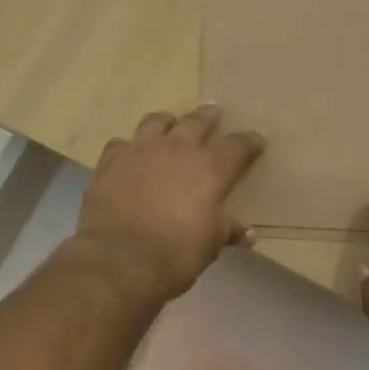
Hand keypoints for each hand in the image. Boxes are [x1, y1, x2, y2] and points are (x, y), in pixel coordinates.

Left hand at [74, 105, 264, 301]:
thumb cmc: (176, 253)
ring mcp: (141, 151)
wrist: (120, 258)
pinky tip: (128, 155)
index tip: (257, 139)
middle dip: (208, 116)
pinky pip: (120, 144)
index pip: (238, 146)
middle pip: (196, 122)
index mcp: (210, 168)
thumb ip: (228, 230)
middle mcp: (177, 149)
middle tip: (212, 110)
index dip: (250, 142)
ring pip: (155, 122)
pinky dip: (127, 148)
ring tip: (169, 123)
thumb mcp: (211, 244)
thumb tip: (247, 232)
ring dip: (166, 122)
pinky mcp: (110, 162)